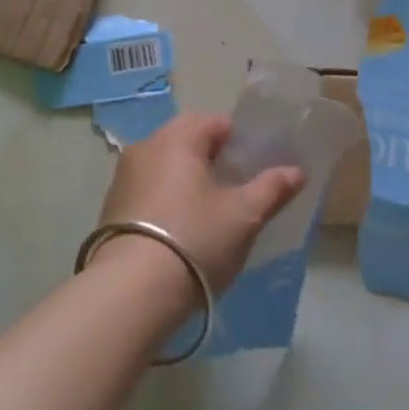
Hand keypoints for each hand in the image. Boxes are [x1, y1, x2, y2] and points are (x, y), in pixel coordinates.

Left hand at [95, 112, 303, 296]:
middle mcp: (146, 146)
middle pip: (184, 136)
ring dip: (185, 173)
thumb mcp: (243, 216)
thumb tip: (296, 170)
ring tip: (207, 206)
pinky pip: (147, 184)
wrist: (133, 288)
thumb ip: (271, 189)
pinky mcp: (112, 203)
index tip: (252, 164)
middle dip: (210, 153)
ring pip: (163, 161)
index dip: (237, 138)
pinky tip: (178, 224)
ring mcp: (124, 175)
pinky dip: (165, 193)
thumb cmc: (195, 239)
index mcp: (177, 138)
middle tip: (233, 184)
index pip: (213, 121)